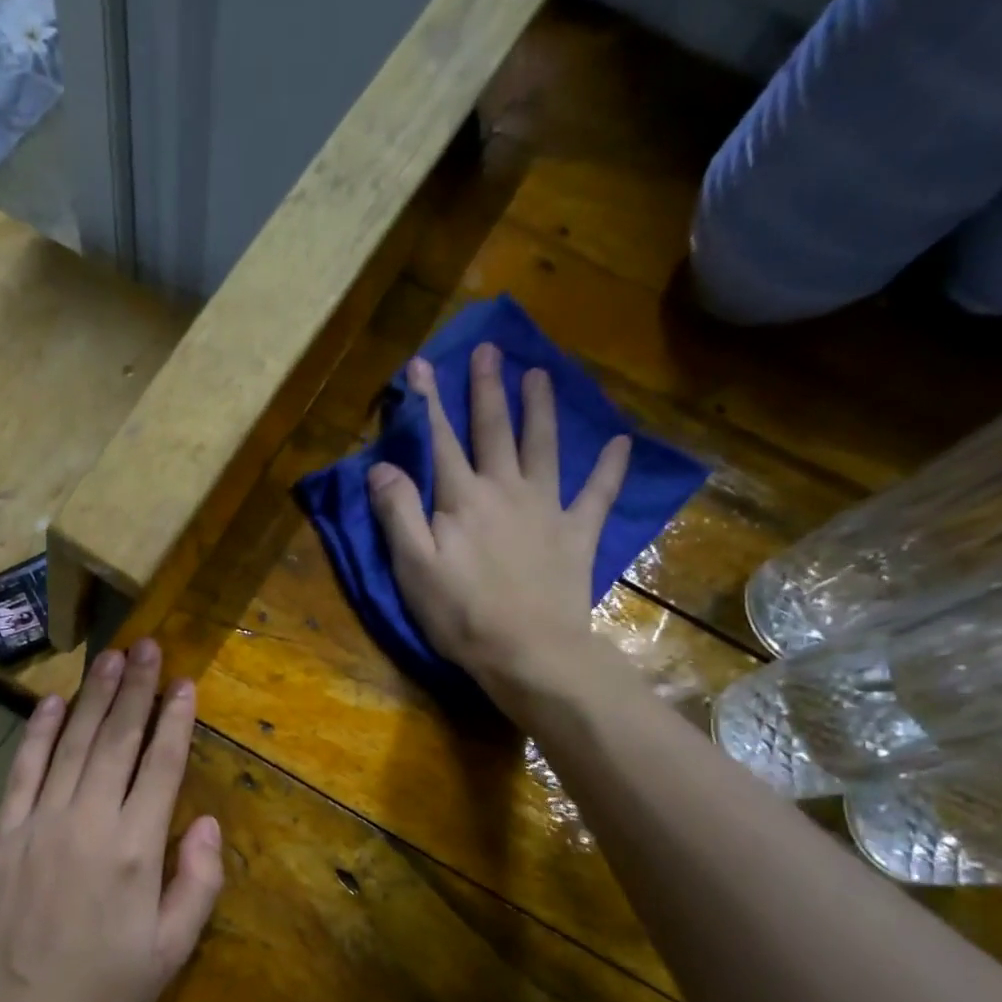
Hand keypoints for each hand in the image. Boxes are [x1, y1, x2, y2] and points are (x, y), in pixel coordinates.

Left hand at [0, 638, 223, 1001]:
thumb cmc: (98, 996)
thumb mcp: (169, 954)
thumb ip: (196, 884)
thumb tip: (204, 822)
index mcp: (134, 848)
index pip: (160, 765)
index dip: (175, 720)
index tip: (185, 683)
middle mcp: (88, 820)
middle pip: (117, 740)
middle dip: (136, 690)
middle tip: (149, 647)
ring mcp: (39, 822)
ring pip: (73, 744)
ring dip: (95, 698)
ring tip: (112, 658)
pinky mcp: (3, 835)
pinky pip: (24, 771)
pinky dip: (40, 733)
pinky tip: (54, 703)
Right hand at [367, 343, 630, 699]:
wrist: (528, 650)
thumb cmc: (460, 613)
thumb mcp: (413, 566)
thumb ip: (397, 512)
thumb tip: (381, 465)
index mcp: (461, 499)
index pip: (440, 441)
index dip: (428, 403)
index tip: (421, 366)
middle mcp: (504, 490)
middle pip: (494, 431)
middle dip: (487, 390)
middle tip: (490, 350)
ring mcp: (546, 508)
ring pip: (542, 447)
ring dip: (539, 410)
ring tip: (539, 375)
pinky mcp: (576, 534)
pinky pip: (597, 494)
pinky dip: (609, 469)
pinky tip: (620, 445)